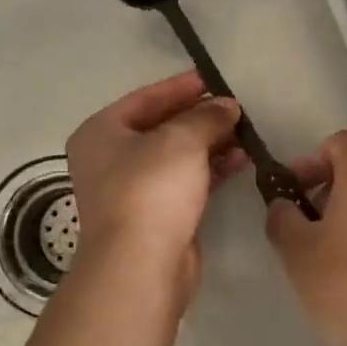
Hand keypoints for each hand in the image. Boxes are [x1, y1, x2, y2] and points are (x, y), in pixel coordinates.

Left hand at [66, 71, 247, 298]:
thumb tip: (226, 106)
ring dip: (210, 144)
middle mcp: (111, 159)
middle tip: (235, 108)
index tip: (214, 79)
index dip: (180, 87)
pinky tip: (240, 161)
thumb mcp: (181, 140)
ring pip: (176, 157)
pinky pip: (186, 182)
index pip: (145, 98)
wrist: (140, 265)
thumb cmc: (150, 189)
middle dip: (199, 117)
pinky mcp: (156, 216)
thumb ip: (206, 116)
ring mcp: (132, 190)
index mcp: (101, 133)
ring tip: (245, 134)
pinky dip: (210, 169)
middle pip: (160, 127)